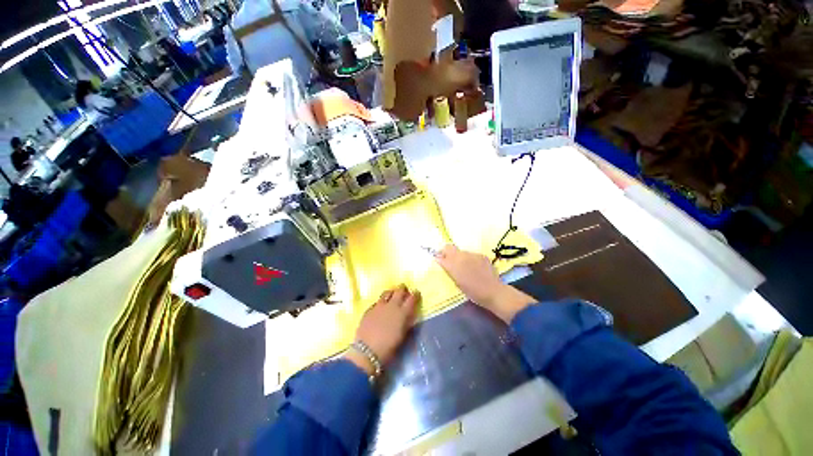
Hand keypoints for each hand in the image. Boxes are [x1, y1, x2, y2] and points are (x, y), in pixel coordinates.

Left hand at [345, 285, 418, 374]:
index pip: (412, 298)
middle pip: (399, 291)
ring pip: (387, 292)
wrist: (367, 351)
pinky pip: (377, 301)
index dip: (415, 294)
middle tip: (404, 290)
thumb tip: (409, 315)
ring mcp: (379, 306)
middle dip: (403, 289)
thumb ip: (406, 322)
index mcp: (403, 313)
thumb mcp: (403, 335)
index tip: (416, 293)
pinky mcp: (369, 309)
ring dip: (391, 292)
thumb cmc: (389, 348)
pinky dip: (381, 301)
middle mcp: (392, 306)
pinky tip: (380, 306)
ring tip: (392, 295)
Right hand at [435, 245, 534, 322]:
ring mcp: (473, 254)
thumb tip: (438, 258)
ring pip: (461, 252)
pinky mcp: (482, 255)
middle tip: (449, 262)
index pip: (443, 251)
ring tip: (464, 268)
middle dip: (448, 253)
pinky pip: (472, 255)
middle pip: (451, 248)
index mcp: (454, 263)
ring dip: (460, 257)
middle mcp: (462, 255)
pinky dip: (470, 259)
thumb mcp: (456, 281)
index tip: (440, 259)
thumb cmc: (472, 291)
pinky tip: (475, 268)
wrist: (493, 292)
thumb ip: (448, 268)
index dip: (440, 254)